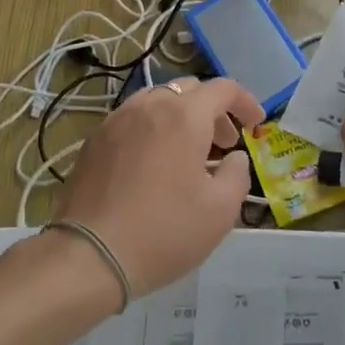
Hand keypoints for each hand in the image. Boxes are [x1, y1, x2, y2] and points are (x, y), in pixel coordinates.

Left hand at [54, 76, 264, 302]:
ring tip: (188, 153)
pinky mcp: (94, 141)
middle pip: (189, 90)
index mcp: (184, 116)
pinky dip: (153, 129)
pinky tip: (154, 164)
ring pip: (157, 101)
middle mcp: (148, 106)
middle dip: (213, 111)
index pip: (223, 88)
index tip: (255, 125)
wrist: (88, 256)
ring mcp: (116, 120)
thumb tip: (233, 158)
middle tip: (224, 144)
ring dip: (181, 117)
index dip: (245, 102)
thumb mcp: (220, 211)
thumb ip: (237, 174)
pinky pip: (132, 120)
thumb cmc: (163, 232)